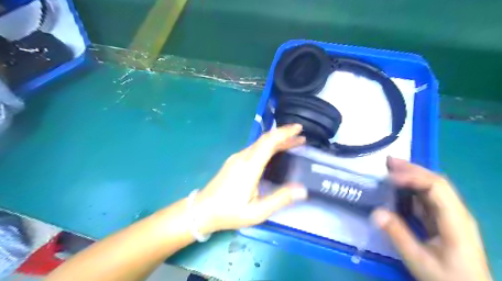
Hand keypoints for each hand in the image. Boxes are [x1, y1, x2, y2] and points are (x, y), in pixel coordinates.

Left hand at [194, 125, 307, 234]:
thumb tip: (302, 189)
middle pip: (265, 139)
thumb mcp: (257, 211)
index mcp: (249, 167)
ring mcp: (236, 158)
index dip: (284, 133)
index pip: (269, 142)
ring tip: (292, 143)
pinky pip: (254, 148)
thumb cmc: (229, 212)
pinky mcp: (233, 161)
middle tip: (300, 136)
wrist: (202, 210)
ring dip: (276, 141)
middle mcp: (242, 157)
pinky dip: (267, 146)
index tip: (299, 129)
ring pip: (259, 143)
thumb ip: (280, 199)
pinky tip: (274, 152)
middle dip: (284, 135)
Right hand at [370, 158, 492, 280]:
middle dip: (411, 169)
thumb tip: (375, 212)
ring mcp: (451, 215)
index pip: (436, 187)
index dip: (412, 177)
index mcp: (455, 220)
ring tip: (390, 169)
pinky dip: (411, 188)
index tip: (389, 177)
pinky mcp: (444, 220)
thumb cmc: (447, 278)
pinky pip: (427, 198)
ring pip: (432, 187)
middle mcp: (456, 212)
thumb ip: (397, 234)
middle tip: (388, 162)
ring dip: (411, 175)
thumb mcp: (418, 259)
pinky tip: (398, 187)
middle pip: (436, 182)